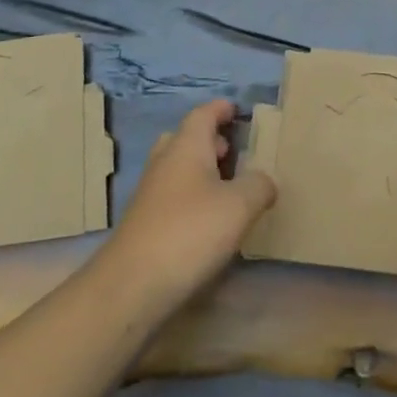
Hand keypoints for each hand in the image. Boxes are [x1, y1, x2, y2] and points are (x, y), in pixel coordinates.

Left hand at [90, 100, 275, 322]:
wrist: (131, 286)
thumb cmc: (190, 231)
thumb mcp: (239, 205)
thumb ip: (259, 185)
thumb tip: (265, 180)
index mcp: (186, 146)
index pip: (203, 114)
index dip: (221, 109)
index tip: (238, 111)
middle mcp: (165, 162)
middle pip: (186, 139)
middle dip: (210, 141)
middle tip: (234, 151)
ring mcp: (150, 194)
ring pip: (178, 168)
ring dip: (201, 171)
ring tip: (228, 186)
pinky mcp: (144, 224)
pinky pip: (172, 196)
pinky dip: (191, 197)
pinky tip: (209, 220)